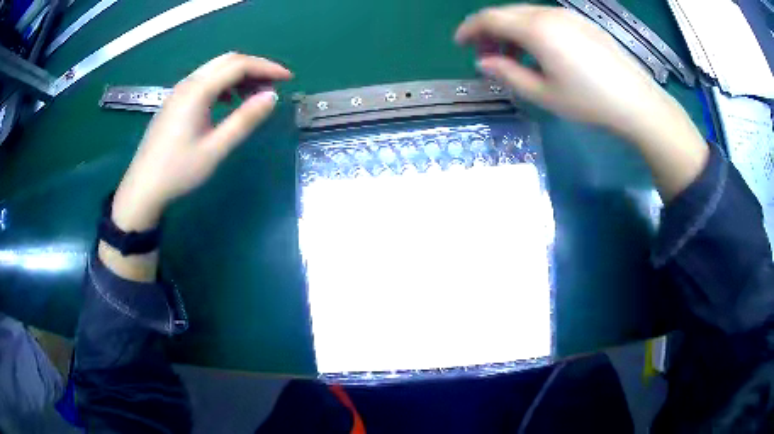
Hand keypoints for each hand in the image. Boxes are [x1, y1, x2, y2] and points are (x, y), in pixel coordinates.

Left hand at [112, 52, 291, 230]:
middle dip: (254, 67)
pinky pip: (204, 81)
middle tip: (274, 85)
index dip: (266, 68)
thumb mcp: (215, 149)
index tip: (288, 79)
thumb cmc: (178, 171)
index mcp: (198, 91)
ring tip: (255, 94)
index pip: (238, 65)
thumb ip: (244, 120)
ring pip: (215, 69)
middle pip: (227, 61)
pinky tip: (229, 101)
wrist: (143, 187)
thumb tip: (272, 96)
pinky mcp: (176, 101)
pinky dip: (223, 84)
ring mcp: (179, 91)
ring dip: (239, 75)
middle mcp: (188, 83)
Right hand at [455, 5, 674, 136]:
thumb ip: (508, 74)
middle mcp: (548, 14)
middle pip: (506, 12)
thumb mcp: (543, 94)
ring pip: (526, 14)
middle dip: (489, 31)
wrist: (636, 102)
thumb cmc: (589, 102)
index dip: (469, 29)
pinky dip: (532, 30)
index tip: (460, 45)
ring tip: (512, 57)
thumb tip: (483, 63)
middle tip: (486, 55)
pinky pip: (546, 18)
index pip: (489, 18)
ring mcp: (568, 16)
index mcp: (536, 29)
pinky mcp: (582, 22)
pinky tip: (538, 52)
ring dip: (511, 31)